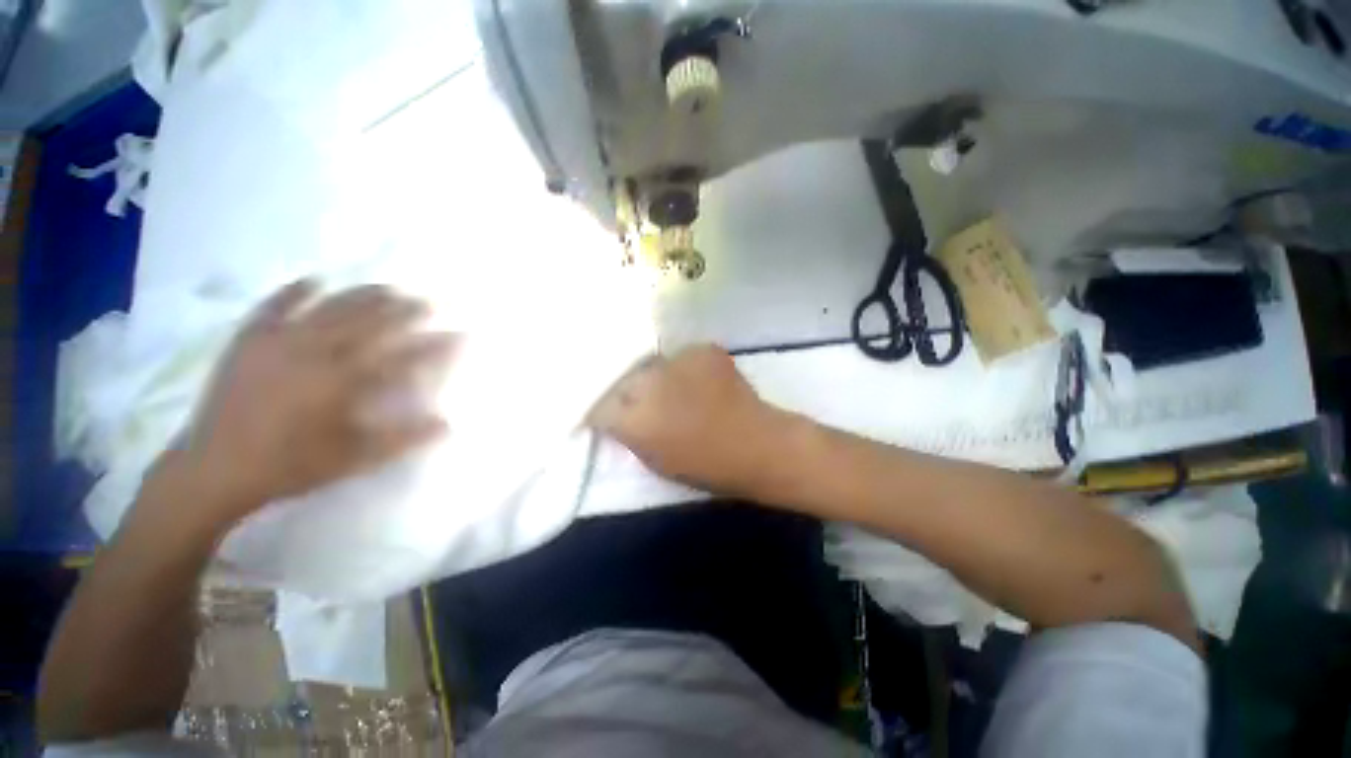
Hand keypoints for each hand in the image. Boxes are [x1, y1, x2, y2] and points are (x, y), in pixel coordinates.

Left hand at [165, 281, 456, 531]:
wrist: (212, 469)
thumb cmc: (289, 466)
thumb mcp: (353, 459)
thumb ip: (403, 439)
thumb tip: (450, 424)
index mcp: (343, 382)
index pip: (404, 356)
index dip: (437, 345)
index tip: (462, 335)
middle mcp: (315, 352)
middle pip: (371, 321)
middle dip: (406, 310)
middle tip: (431, 302)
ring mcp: (279, 341)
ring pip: (331, 307)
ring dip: (364, 295)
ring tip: (391, 288)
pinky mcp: (250, 341)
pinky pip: (275, 306)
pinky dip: (294, 291)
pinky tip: (314, 280)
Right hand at [587, 345, 792, 497]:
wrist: (758, 445)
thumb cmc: (705, 464)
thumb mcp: (654, 459)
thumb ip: (628, 434)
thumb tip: (616, 415)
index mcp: (634, 420)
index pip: (599, 406)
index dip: (605, 412)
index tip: (613, 416)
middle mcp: (649, 384)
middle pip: (623, 379)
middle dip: (628, 391)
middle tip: (643, 401)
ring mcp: (677, 362)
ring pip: (652, 364)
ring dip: (657, 377)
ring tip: (674, 389)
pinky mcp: (703, 350)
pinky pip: (682, 357)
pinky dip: (685, 368)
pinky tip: (698, 381)